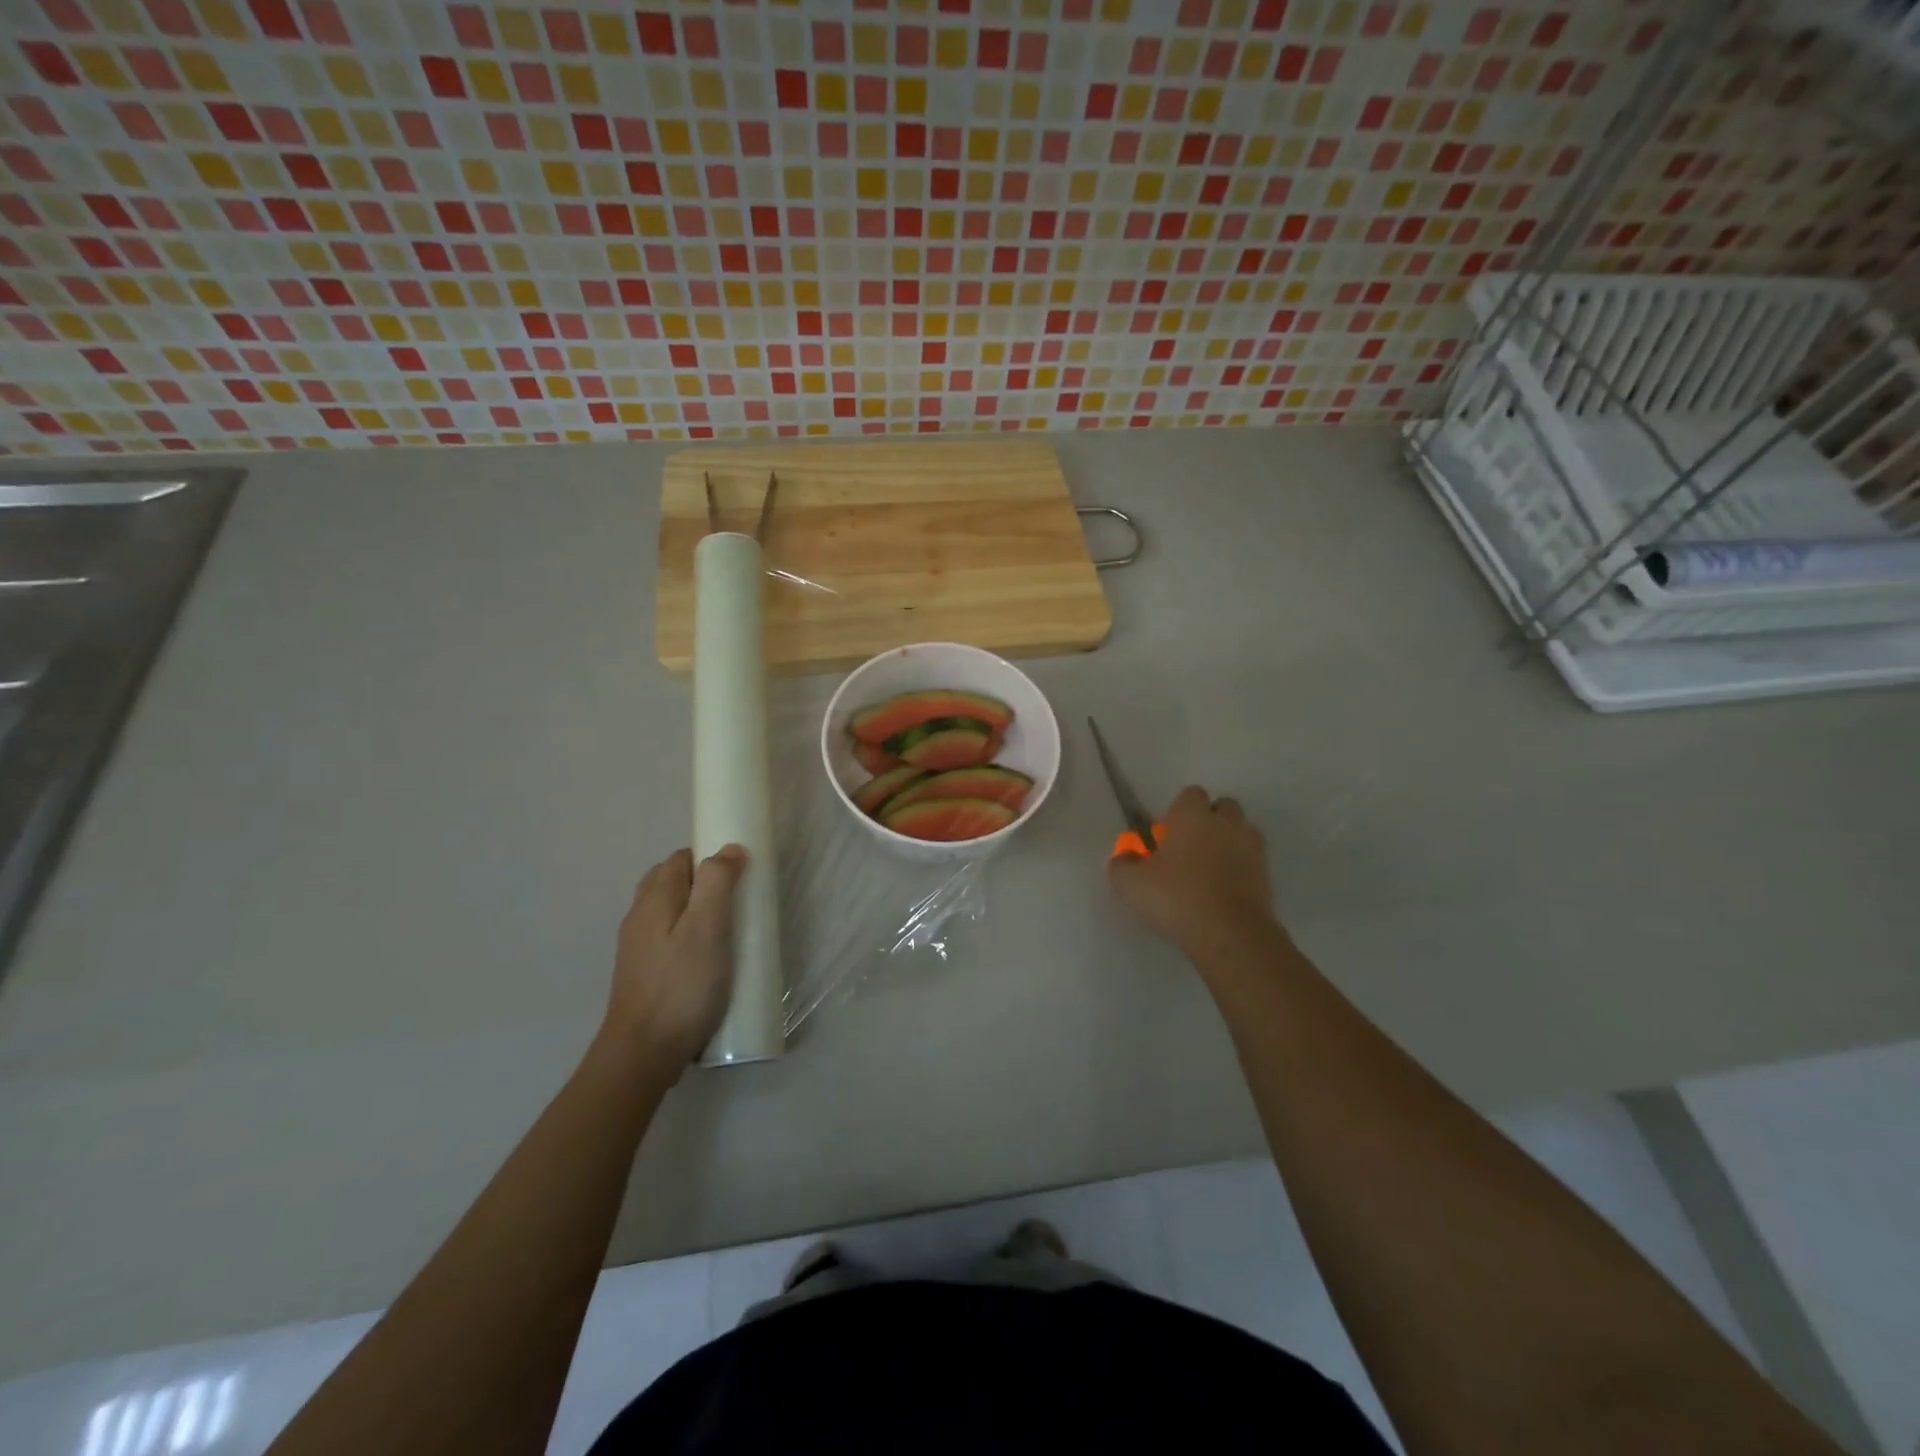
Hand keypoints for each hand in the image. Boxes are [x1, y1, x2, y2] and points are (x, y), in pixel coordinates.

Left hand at [604, 845, 747, 1069]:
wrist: (642, 1054)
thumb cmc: (681, 987)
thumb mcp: (708, 929)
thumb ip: (717, 883)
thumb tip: (729, 848)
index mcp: (655, 899)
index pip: (680, 858)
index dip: (709, 858)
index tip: (739, 876)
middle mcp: (639, 917)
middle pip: (671, 882)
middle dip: (703, 882)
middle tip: (736, 902)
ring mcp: (637, 948)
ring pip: (668, 912)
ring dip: (696, 911)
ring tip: (727, 930)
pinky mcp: (642, 974)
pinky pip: (667, 939)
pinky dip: (687, 936)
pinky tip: (706, 960)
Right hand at [1108, 786, 1274, 950]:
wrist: (1230, 933)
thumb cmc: (1176, 897)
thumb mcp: (1131, 884)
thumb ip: (1121, 864)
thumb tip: (1124, 857)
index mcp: (1193, 815)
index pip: (1191, 794)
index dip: (1178, 812)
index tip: (1167, 836)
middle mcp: (1226, 822)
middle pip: (1223, 807)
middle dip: (1209, 821)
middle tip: (1189, 849)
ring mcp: (1252, 847)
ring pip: (1241, 832)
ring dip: (1228, 842)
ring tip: (1210, 870)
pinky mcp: (1267, 874)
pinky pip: (1252, 861)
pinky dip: (1241, 868)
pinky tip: (1224, 891)